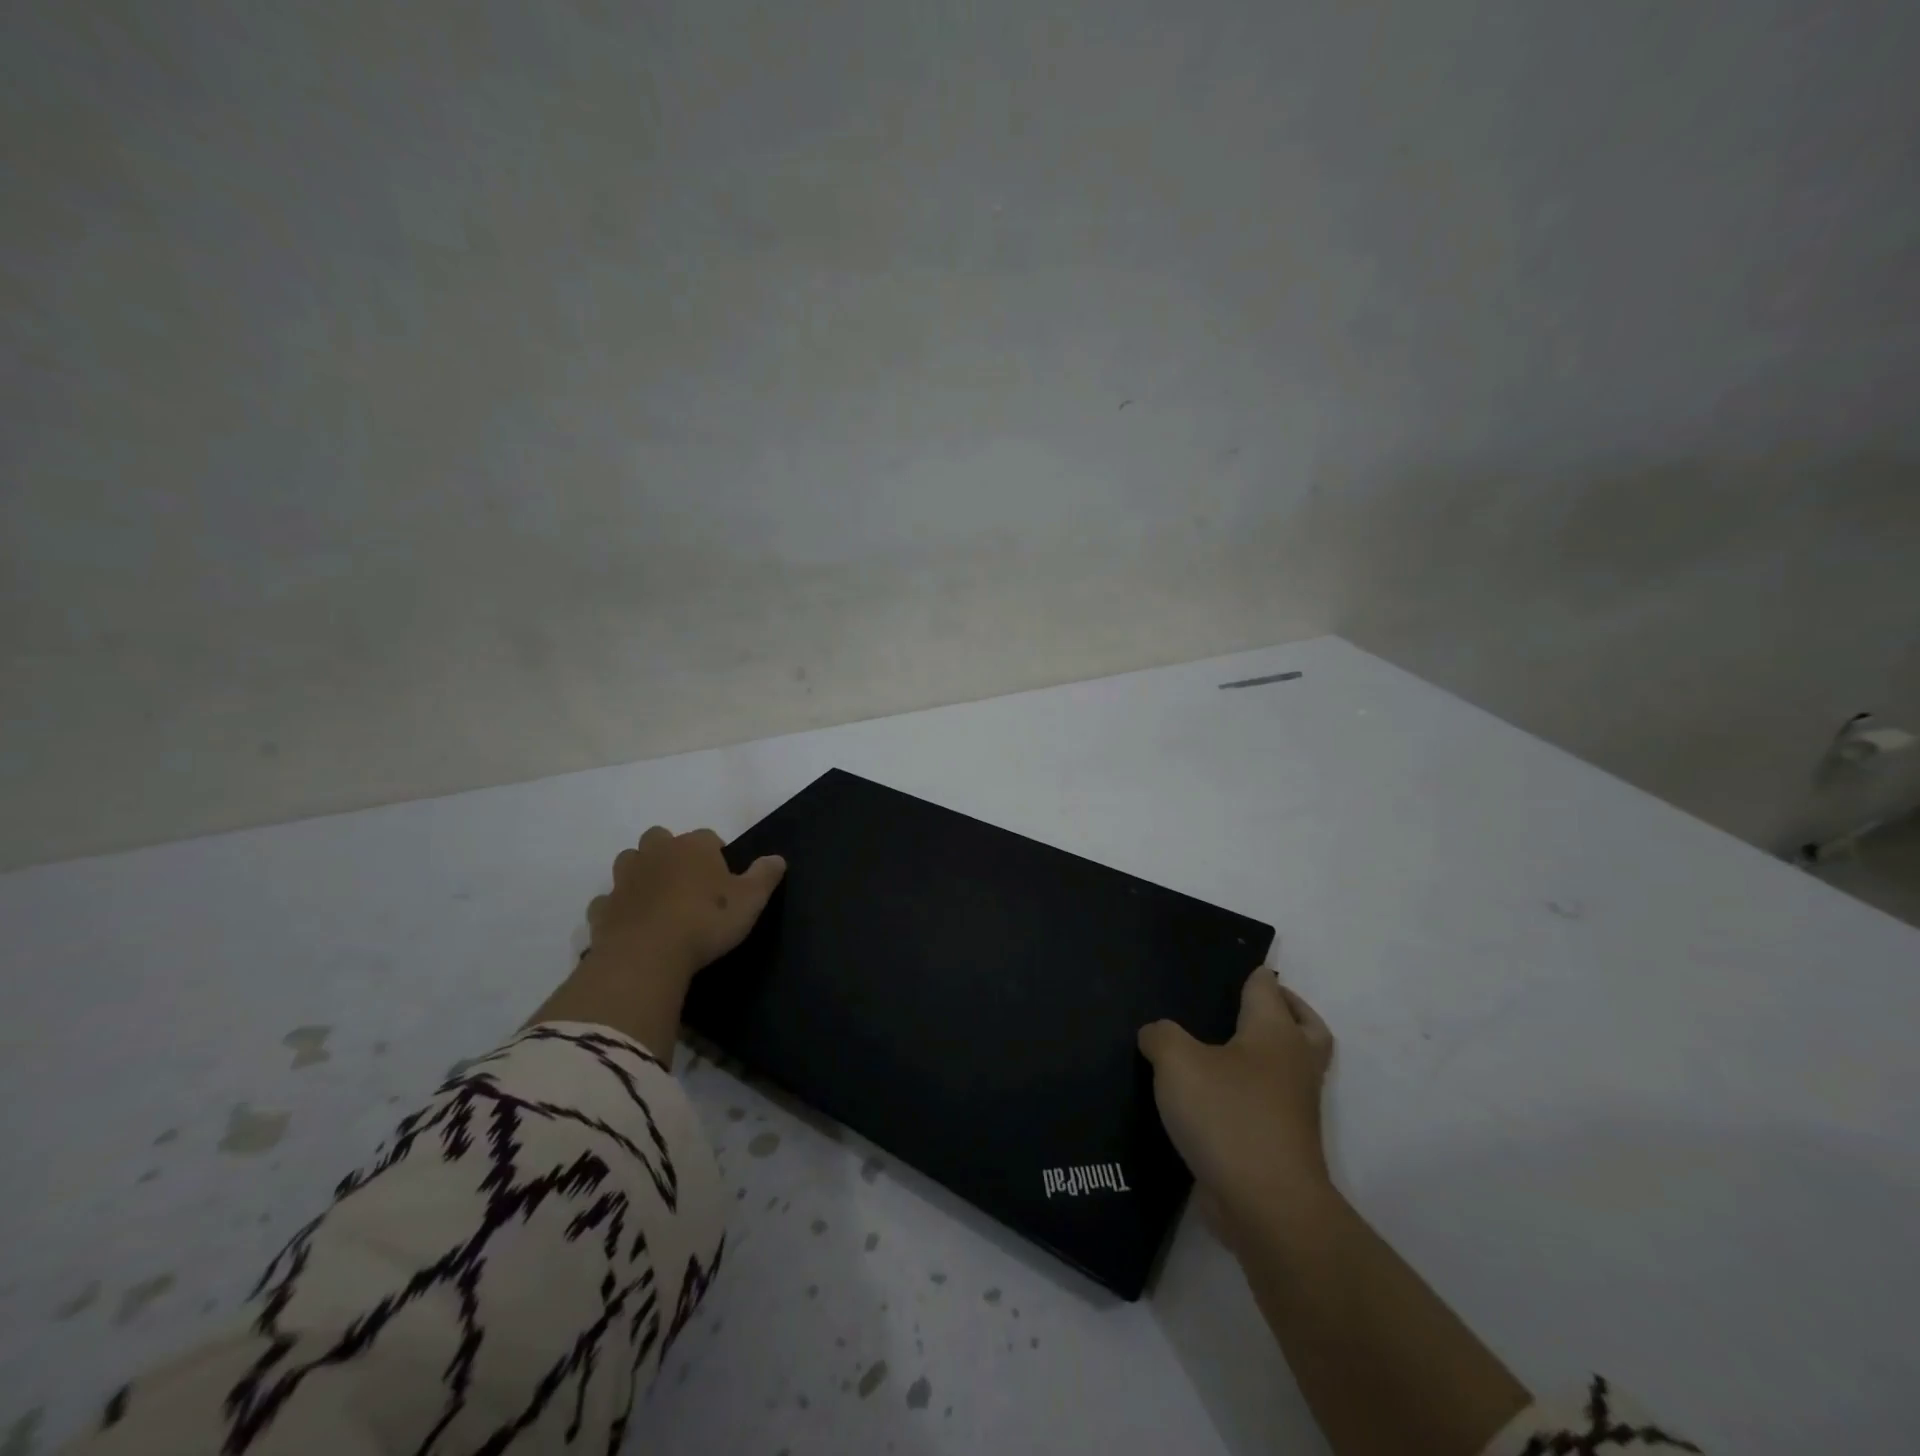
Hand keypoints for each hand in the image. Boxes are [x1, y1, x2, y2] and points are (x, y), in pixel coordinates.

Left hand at [528, 826, 784, 1060]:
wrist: (646, 956)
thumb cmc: (705, 922)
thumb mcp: (750, 901)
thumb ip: (765, 876)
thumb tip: (777, 858)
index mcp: (693, 847)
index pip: (708, 837)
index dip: (716, 854)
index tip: (723, 877)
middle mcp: (656, 853)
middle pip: (660, 838)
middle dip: (670, 853)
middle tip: (686, 882)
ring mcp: (624, 880)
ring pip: (629, 862)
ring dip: (640, 873)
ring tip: (656, 898)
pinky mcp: (602, 909)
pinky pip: (608, 901)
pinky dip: (617, 907)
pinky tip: (630, 924)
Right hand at [1138, 968, 1335, 1239]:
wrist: (1266, 1206)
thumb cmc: (1228, 1116)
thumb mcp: (1177, 1062)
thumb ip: (1162, 1036)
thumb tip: (1158, 1035)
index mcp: (1275, 1033)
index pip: (1266, 986)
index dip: (1249, 972)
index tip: (1222, 968)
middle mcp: (1293, 1064)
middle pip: (1304, 1025)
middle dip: (1285, 1010)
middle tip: (1246, 1005)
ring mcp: (1294, 1108)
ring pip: (1289, 1068)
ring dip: (1268, 1055)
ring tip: (1219, 1050)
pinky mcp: (1282, 1143)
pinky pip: (1269, 1104)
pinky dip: (1250, 1094)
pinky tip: (1208, 1098)